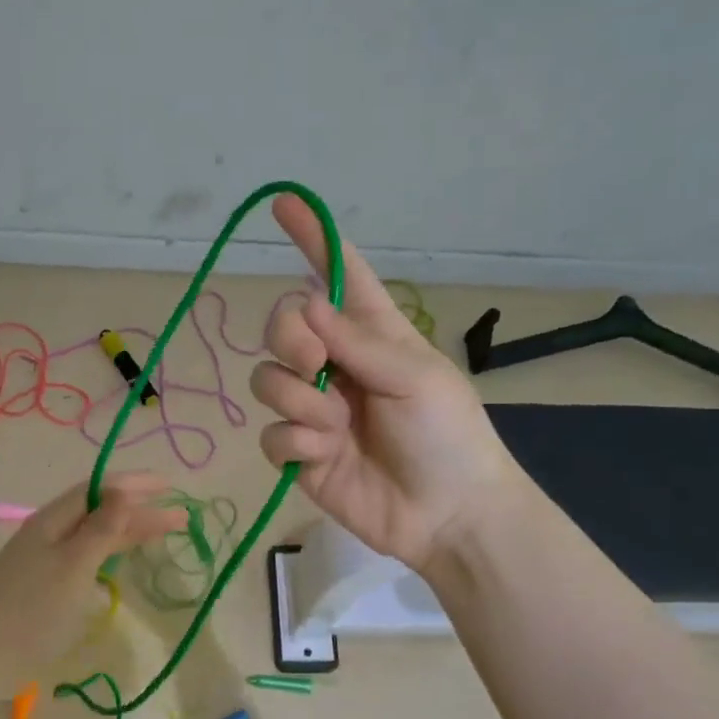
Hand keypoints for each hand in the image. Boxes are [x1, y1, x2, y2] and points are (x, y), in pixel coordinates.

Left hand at [0, 474, 186, 685]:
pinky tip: (120, 559)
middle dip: (139, 510)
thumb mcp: (73, 567)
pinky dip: (109, 553)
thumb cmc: (31, 611)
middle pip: (99, 512)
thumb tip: (123, 489)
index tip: (171, 485)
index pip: (99, 490)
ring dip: (126, 531)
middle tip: (180, 516)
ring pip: (92, 535)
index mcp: (52, 521)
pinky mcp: (43, 586)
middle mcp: (48, 534)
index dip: (135, 484)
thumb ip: (101, 530)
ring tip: (159, 532)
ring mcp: (43, 561)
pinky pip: (84, 557)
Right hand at [250, 195, 520, 572]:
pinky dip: (295, 441)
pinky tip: (325, 456)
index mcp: (374, 336)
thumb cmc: (449, 437)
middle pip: (282, 325)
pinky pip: (271, 433)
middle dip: (289, 336)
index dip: (314, 240)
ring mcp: (315, 409)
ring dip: (298, 399)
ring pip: (268, 379)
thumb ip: (357, 342)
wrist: (448, 514)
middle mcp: (337, 365)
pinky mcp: (299, 452)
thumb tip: (305, 303)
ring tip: (337, 427)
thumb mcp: (416, 378)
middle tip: (316, 360)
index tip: (285, 203)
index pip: (340, 277)